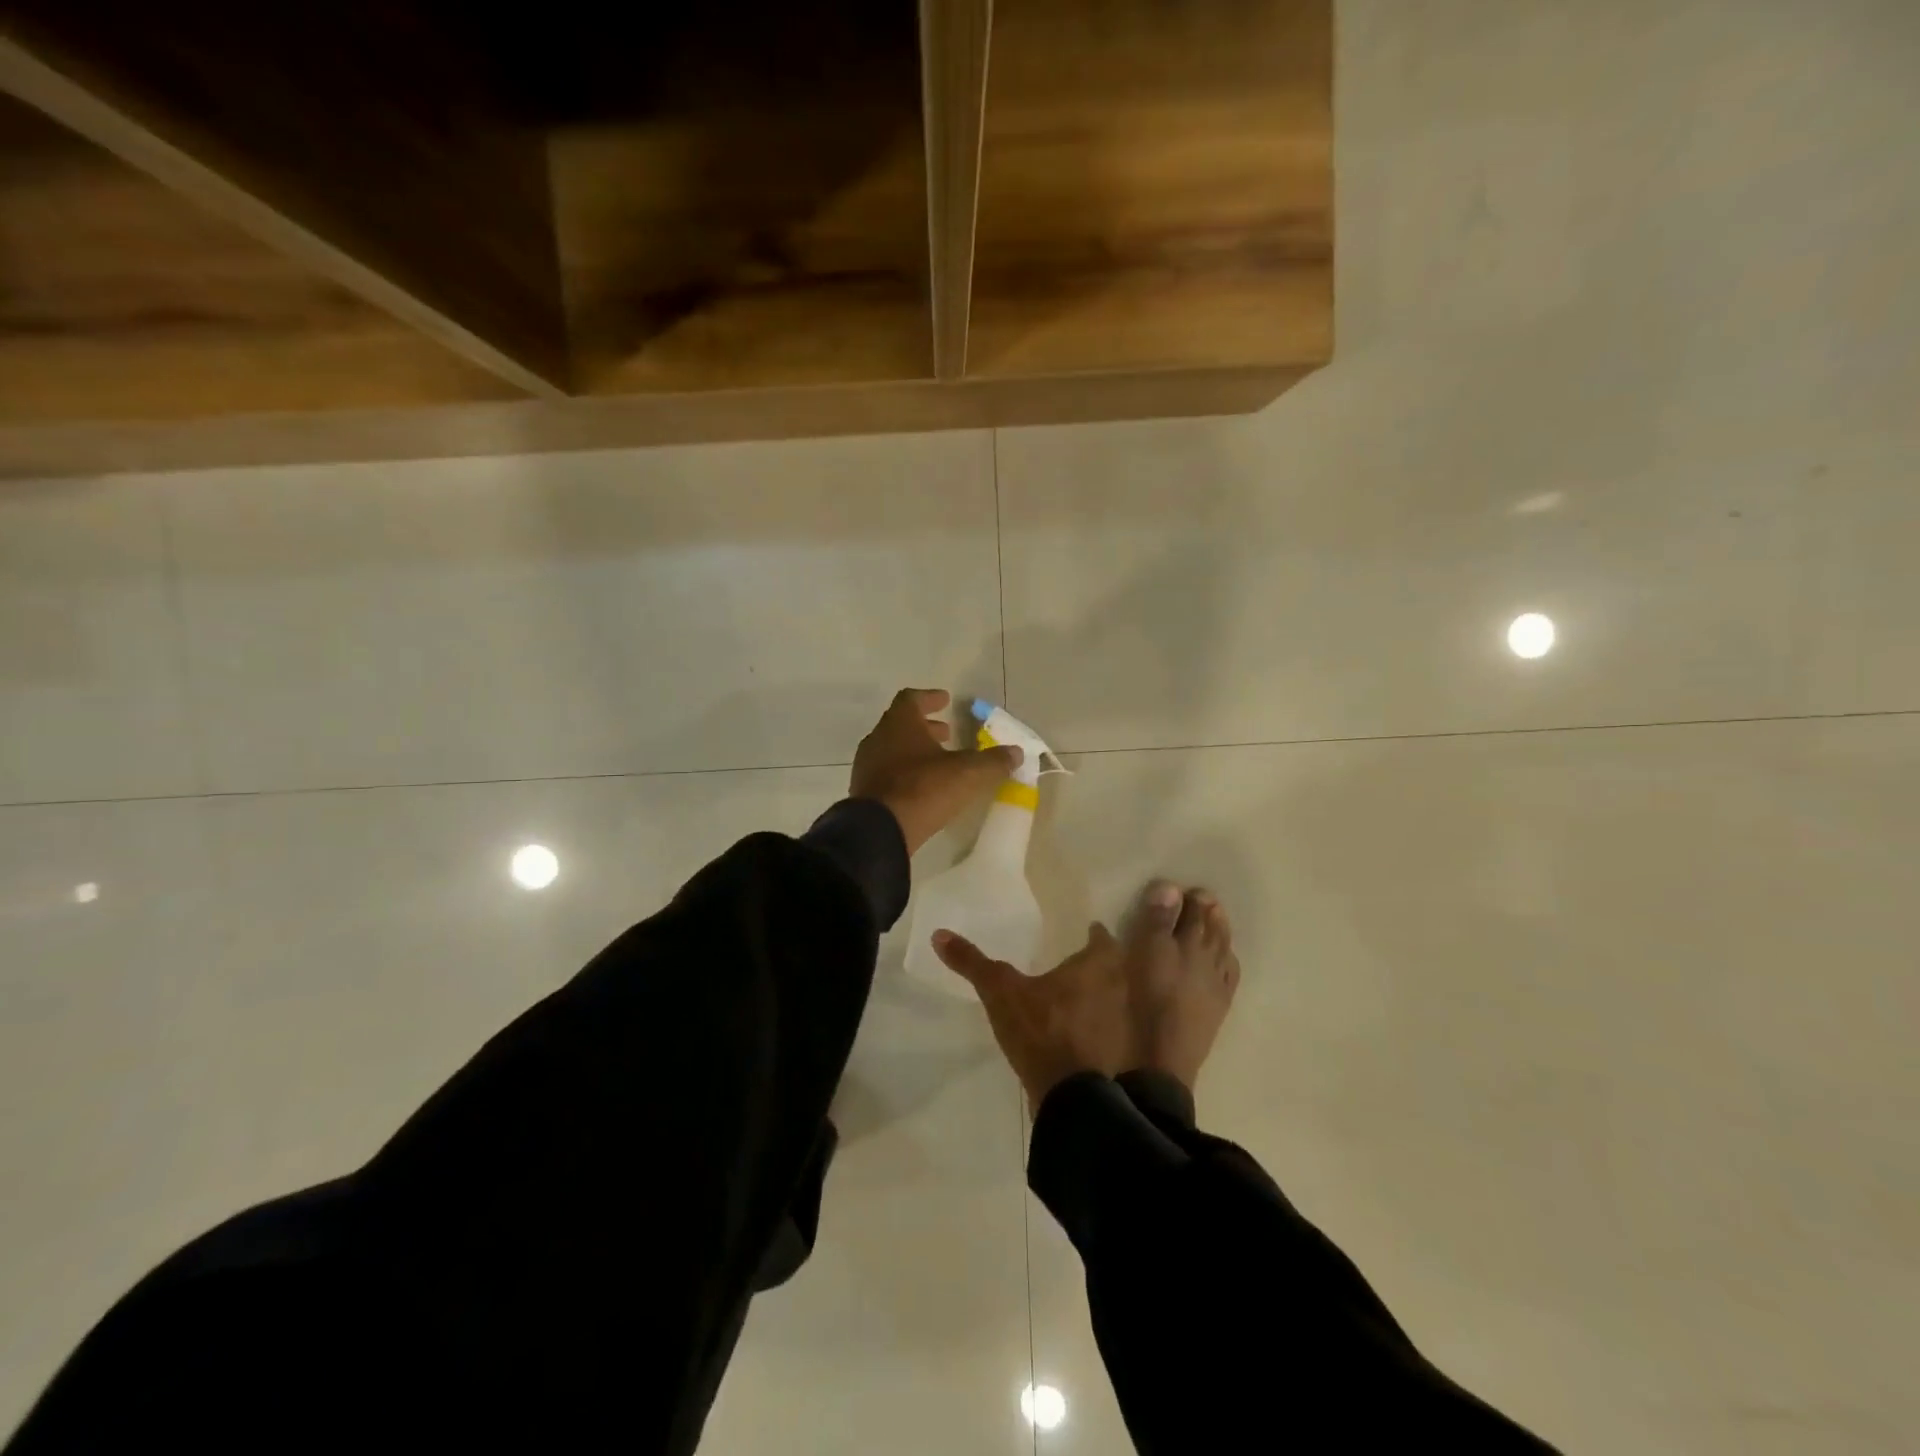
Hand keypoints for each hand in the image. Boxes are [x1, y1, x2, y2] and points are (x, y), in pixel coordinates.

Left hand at [851, 688, 1022, 855]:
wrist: (879, 830)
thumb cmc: (923, 789)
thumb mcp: (968, 773)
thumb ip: (993, 761)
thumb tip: (1016, 752)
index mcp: (900, 723)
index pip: (912, 699)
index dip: (930, 698)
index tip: (946, 700)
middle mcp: (879, 738)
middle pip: (901, 724)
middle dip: (925, 727)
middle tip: (947, 733)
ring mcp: (867, 765)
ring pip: (892, 748)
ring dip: (915, 750)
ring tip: (938, 761)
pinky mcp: (864, 791)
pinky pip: (886, 772)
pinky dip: (904, 771)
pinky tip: (921, 786)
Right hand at [932, 922, 1131, 1108]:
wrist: (1072, 1098)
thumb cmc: (1042, 1030)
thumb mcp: (1000, 992)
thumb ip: (972, 963)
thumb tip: (939, 934)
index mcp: (1097, 966)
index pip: (1102, 940)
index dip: (1095, 934)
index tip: (1088, 930)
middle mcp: (1118, 989)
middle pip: (1115, 968)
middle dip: (1101, 964)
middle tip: (1080, 959)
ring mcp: (1122, 1026)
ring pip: (1116, 1000)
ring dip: (1103, 996)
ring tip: (1077, 995)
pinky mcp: (1118, 1057)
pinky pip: (1110, 1031)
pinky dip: (1099, 1027)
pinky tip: (1079, 1033)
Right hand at [933, 880, 1240, 1110]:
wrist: (1099, 1104)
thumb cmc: (1051, 1042)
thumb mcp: (1005, 1000)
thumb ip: (974, 964)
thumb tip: (937, 934)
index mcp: (1103, 955)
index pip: (1105, 936)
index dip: (1104, 934)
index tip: (1101, 932)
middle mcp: (1147, 965)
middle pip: (1170, 928)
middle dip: (1179, 910)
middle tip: (1192, 894)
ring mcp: (1178, 996)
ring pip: (1204, 948)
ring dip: (1210, 926)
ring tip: (1215, 908)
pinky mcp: (1202, 1027)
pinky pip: (1222, 985)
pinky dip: (1226, 966)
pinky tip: (1229, 961)